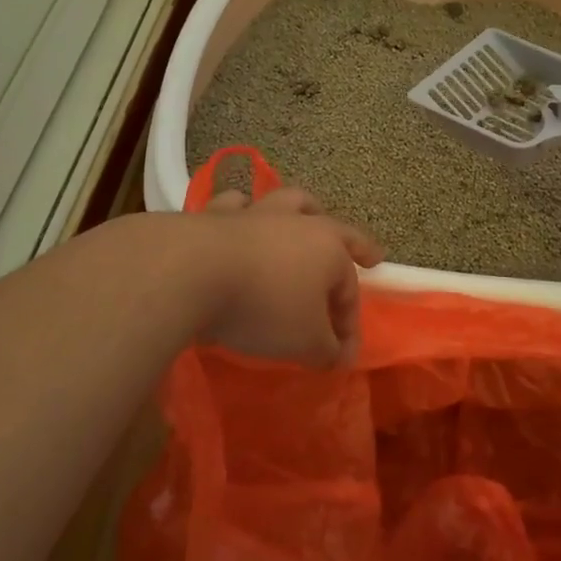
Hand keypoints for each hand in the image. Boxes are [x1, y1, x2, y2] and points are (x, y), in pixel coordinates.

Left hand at [190, 187, 382, 366]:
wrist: (191, 273)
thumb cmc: (263, 308)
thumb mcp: (305, 343)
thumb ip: (327, 351)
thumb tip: (337, 355)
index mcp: (329, 250)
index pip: (349, 290)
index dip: (348, 325)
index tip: (339, 357)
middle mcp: (297, 223)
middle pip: (334, 228)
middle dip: (354, 243)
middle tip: (368, 253)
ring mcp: (255, 213)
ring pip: (288, 203)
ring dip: (301, 211)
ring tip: (304, 216)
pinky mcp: (214, 215)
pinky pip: (234, 205)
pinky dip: (241, 211)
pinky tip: (237, 217)